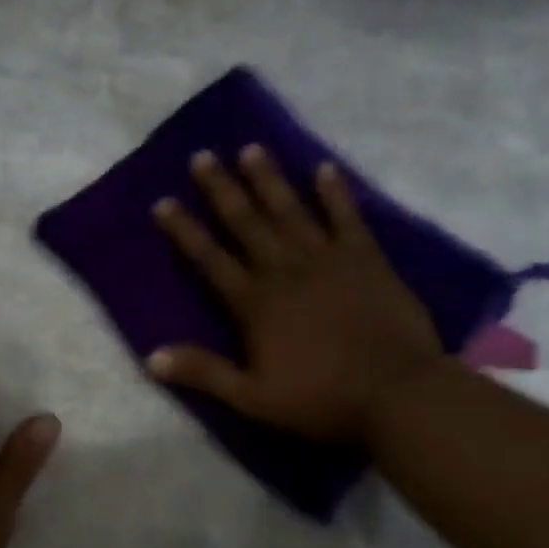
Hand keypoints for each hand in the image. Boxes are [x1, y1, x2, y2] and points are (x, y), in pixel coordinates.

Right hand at [149, 146, 443, 442]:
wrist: (397, 393)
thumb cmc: (321, 399)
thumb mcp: (253, 398)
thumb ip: (204, 373)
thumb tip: (152, 358)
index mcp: (255, 303)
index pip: (210, 259)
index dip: (185, 231)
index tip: (163, 202)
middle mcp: (285, 270)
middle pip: (246, 223)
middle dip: (221, 189)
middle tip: (202, 156)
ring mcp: (327, 259)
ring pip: (290, 210)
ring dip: (269, 179)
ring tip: (251, 148)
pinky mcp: (367, 258)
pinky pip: (347, 217)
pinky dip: (335, 192)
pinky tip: (324, 168)